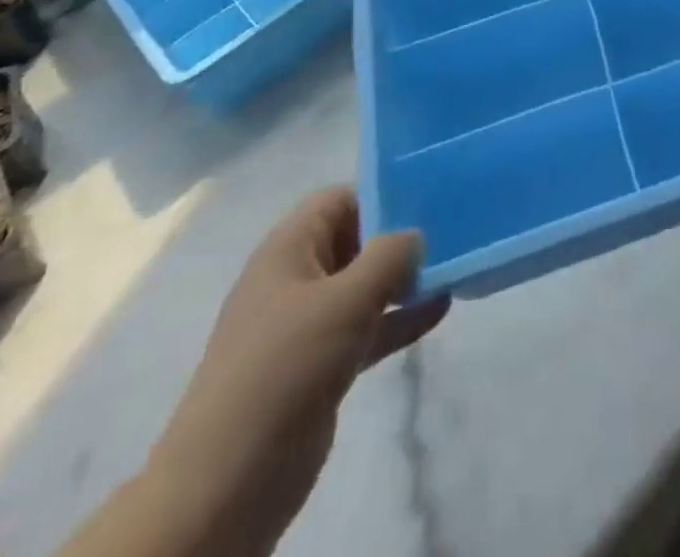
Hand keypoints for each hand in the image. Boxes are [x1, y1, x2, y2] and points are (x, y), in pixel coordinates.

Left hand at [149, 187, 448, 551]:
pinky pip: (365, 327)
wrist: (228, 483)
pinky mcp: (318, 365)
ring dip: (403, 279)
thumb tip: (415, 235)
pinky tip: (439, 310)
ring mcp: (305, 325)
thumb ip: (388, 257)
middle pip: (353, 240)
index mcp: (287, 250)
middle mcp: (295, 279)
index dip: (379, 195)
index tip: (425, 201)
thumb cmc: (285, 368)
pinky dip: (397, 318)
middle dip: (397, 237)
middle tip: (448, 234)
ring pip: (362, 286)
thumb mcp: (345, 301)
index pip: (338, 200)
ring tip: (451, 269)